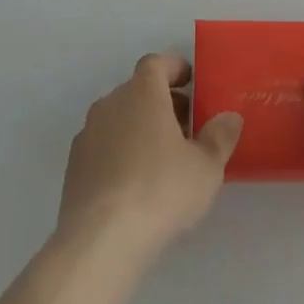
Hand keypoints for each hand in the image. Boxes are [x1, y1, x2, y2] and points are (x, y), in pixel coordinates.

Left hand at [58, 53, 242, 261]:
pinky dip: (120, 152)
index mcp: (142, 92)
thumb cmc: (161, 190)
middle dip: (162, 102)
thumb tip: (229, 117)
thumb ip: (220, 137)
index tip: (191, 82)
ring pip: (119, 118)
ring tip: (162, 158)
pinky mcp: (74, 166)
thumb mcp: (206, 167)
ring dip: (139, 127)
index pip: (156, 63)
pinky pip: (103, 145)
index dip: (174, 68)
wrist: (100, 240)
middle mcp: (111, 103)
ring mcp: (88, 133)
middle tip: (186, 126)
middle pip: (138, 90)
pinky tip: (134, 183)